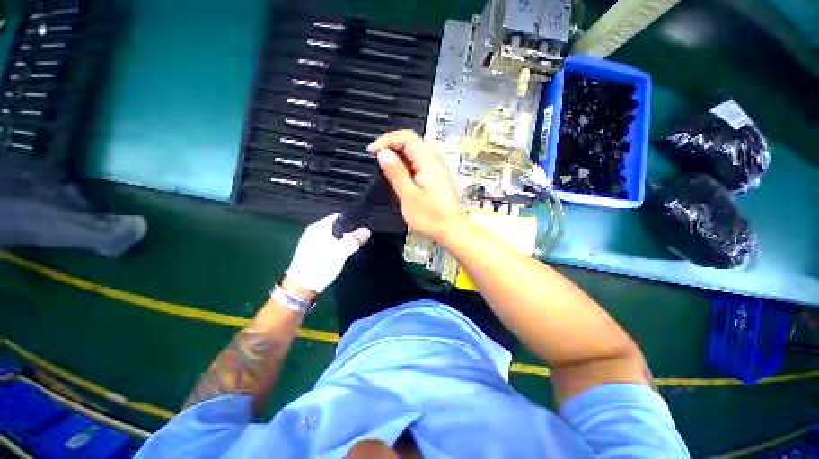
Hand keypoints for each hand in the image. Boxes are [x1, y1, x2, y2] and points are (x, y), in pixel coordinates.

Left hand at [285, 214, 370, 293]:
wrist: (301, 287)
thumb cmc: (321, 265)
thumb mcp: (341, 252)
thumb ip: (354, 240)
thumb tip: (366, 230)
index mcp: (319, 227)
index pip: (339, 217)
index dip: (351, 221)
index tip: (362, 227)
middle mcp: (313, 231)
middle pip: (335, 227)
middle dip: (348, 231)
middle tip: (360, 238)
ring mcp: (310, 241)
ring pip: (332, 236)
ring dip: (342, 240)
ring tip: (353, 246)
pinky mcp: (311, 252)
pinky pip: (327, 244)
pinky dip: (335, 246)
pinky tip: (341, 254)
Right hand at [368, 130, 464, 241]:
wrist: (452, 230)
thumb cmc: (430, 216)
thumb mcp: (409, 196)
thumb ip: (396, 173)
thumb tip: (383, 152)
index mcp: (428, 161)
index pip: (407, 137)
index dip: (386, 140)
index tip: (371, 153)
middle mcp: (434, 160)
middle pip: (411, 143)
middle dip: (391, 147)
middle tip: (375, 161)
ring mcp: (437, 168)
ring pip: (414, 154)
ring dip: (398, 157)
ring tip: (384, 169)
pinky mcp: (436, 177)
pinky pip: (419, 164)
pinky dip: (406, 166)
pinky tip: (399, 178)